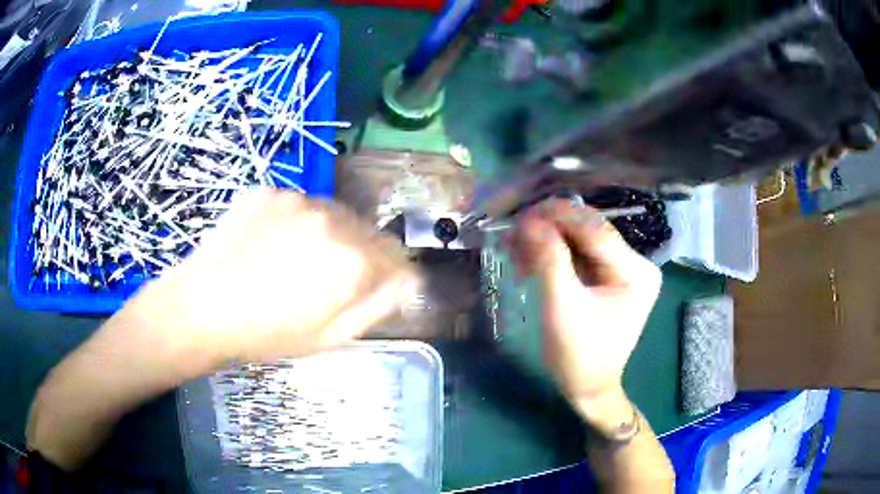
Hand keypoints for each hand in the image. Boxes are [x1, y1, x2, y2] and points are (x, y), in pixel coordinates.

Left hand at [119, 187, 417, 375]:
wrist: (201, 307)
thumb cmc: (266, 334)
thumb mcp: (329, 337)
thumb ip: (376, 305)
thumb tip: (406, 280)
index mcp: (351, 262)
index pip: (396, 254)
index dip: (388, 271)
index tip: (372, 284)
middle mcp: (332, 220)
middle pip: (367, 231)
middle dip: (359, 252)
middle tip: (326, 278)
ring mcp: (298, 199)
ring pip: (334, 214)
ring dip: (328, 233)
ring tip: (294, 260)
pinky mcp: (270, 191)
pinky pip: (299, 204)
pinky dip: (295, 221)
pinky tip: (269, 244)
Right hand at [509, 199, 660, 427]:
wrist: (587, 387)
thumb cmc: (578, 356)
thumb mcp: (562, 308)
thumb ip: (549, 261)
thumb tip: (530, 220)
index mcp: (635, 272)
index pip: (596, 230)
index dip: (558, 217)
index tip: (521, 216)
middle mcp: (636, 263)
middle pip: (588, 231)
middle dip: (550, 229)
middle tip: (514, 233)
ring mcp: (623, 269)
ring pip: (580, 240)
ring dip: (548, 241)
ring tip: (517, 250)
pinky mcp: (609, 276)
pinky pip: (579, 254)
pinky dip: (553, 254)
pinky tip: (530, 260)